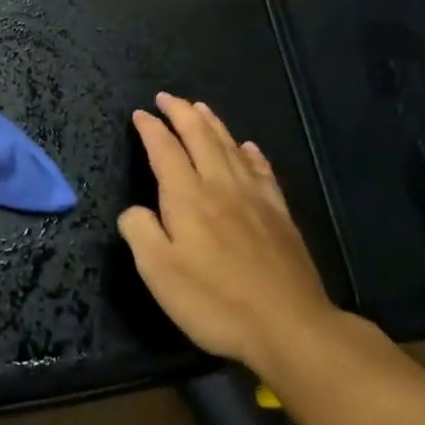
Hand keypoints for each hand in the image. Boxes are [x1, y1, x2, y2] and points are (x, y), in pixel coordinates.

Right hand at [118, 93, 337, 376]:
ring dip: (213, 124)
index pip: (165, 151)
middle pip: (201, 138)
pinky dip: (250, 153)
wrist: (289, 327)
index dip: (151, 130)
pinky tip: (248, 147)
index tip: (140, 114)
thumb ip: (140, 231)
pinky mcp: (280, 216)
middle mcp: (221, 187)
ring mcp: (255, 200)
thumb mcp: (158, 271)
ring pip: (231, 148)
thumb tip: (135, 210)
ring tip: (201, 108)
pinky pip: (262, 172)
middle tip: (167, 97)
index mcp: (188, 198)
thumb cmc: (214, 301)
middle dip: (182, 114)